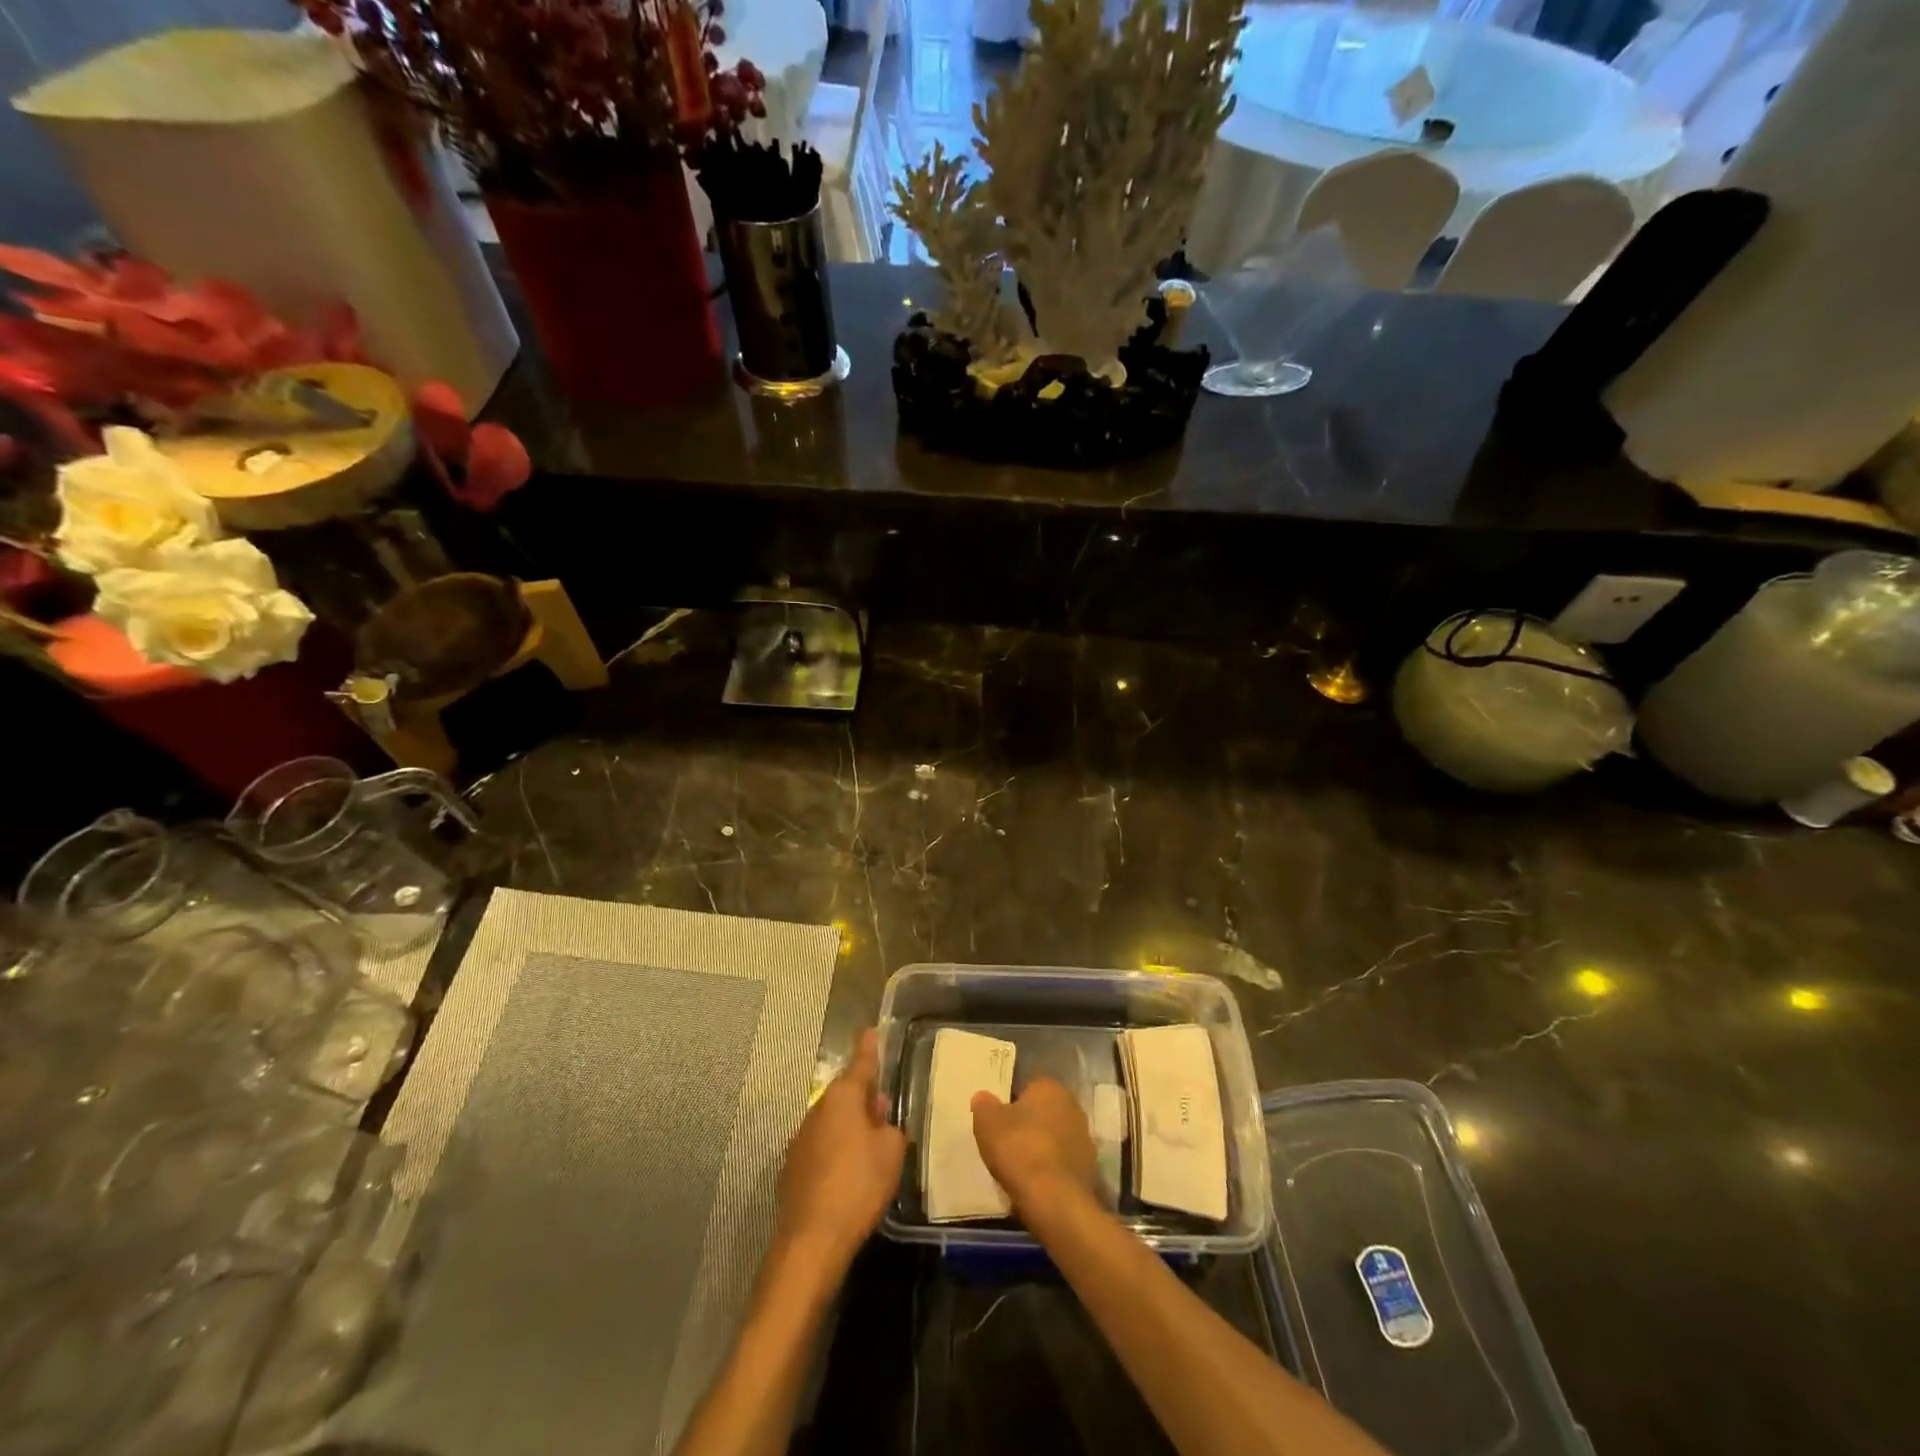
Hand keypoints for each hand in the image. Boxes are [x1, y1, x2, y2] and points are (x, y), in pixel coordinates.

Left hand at [774, 1029, 906, 1271]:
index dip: (869, 1048)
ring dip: (850, 1125)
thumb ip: (889, 1128)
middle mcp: (817, 1110)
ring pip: (832, 1120)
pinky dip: (836, 1150)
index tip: (871, 1030)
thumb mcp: (891, 1153)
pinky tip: (848, 1173)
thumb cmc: (858, 1185)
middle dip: (863, 1096)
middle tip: (883, 1104)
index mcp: (842, 1098)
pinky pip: (821, 1146)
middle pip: (845, 1094)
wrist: (812, 1240)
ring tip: (870, 1143)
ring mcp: (800, 1139)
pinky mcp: (792, 1168)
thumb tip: (879, 1119)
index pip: (860, 1064)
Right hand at [971, 1076, 1096, 1216]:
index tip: (999, 1122)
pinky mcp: (1089, 1169)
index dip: (1012, 1103)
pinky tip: (1036, 1184)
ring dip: (1042, 1148)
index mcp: (1050, 1088)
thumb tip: (983, 1098)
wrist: (1054, 1200)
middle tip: (1008, 1143)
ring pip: (1055, 1138)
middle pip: (1044, 1112)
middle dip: (1029, 1124)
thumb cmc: (1019, 1150)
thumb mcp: (987, 1123)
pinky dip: (1052, 1170)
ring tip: (1020, 1168)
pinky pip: (1063, 1163)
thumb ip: (984, 1106)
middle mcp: (1073, 1106)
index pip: (1029, 1087)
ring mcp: (1085, 1139)